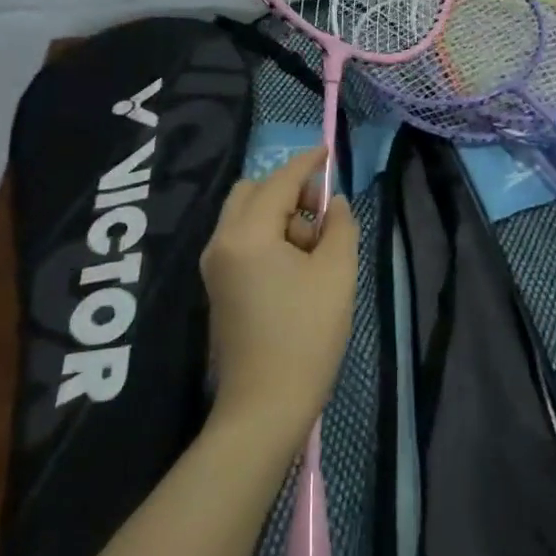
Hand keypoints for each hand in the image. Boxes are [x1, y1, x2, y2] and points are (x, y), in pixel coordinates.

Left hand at [199, 147, 358, 453]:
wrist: (266, 405)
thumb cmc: (306, 335)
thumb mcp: (337, 274)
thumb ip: (340, 227)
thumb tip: (334, 204)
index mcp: (247, 234)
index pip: (279, 182)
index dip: (306, 163)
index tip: (327, 150)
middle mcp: (221, 242)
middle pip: (251, 192)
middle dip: (287, 189)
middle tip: (321, 211)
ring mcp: (214, 266)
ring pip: (244, 216)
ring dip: (277, 214)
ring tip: (314, 245)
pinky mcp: (218, 287)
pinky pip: (241, 240)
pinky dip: (266, 235)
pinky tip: (295, 263)